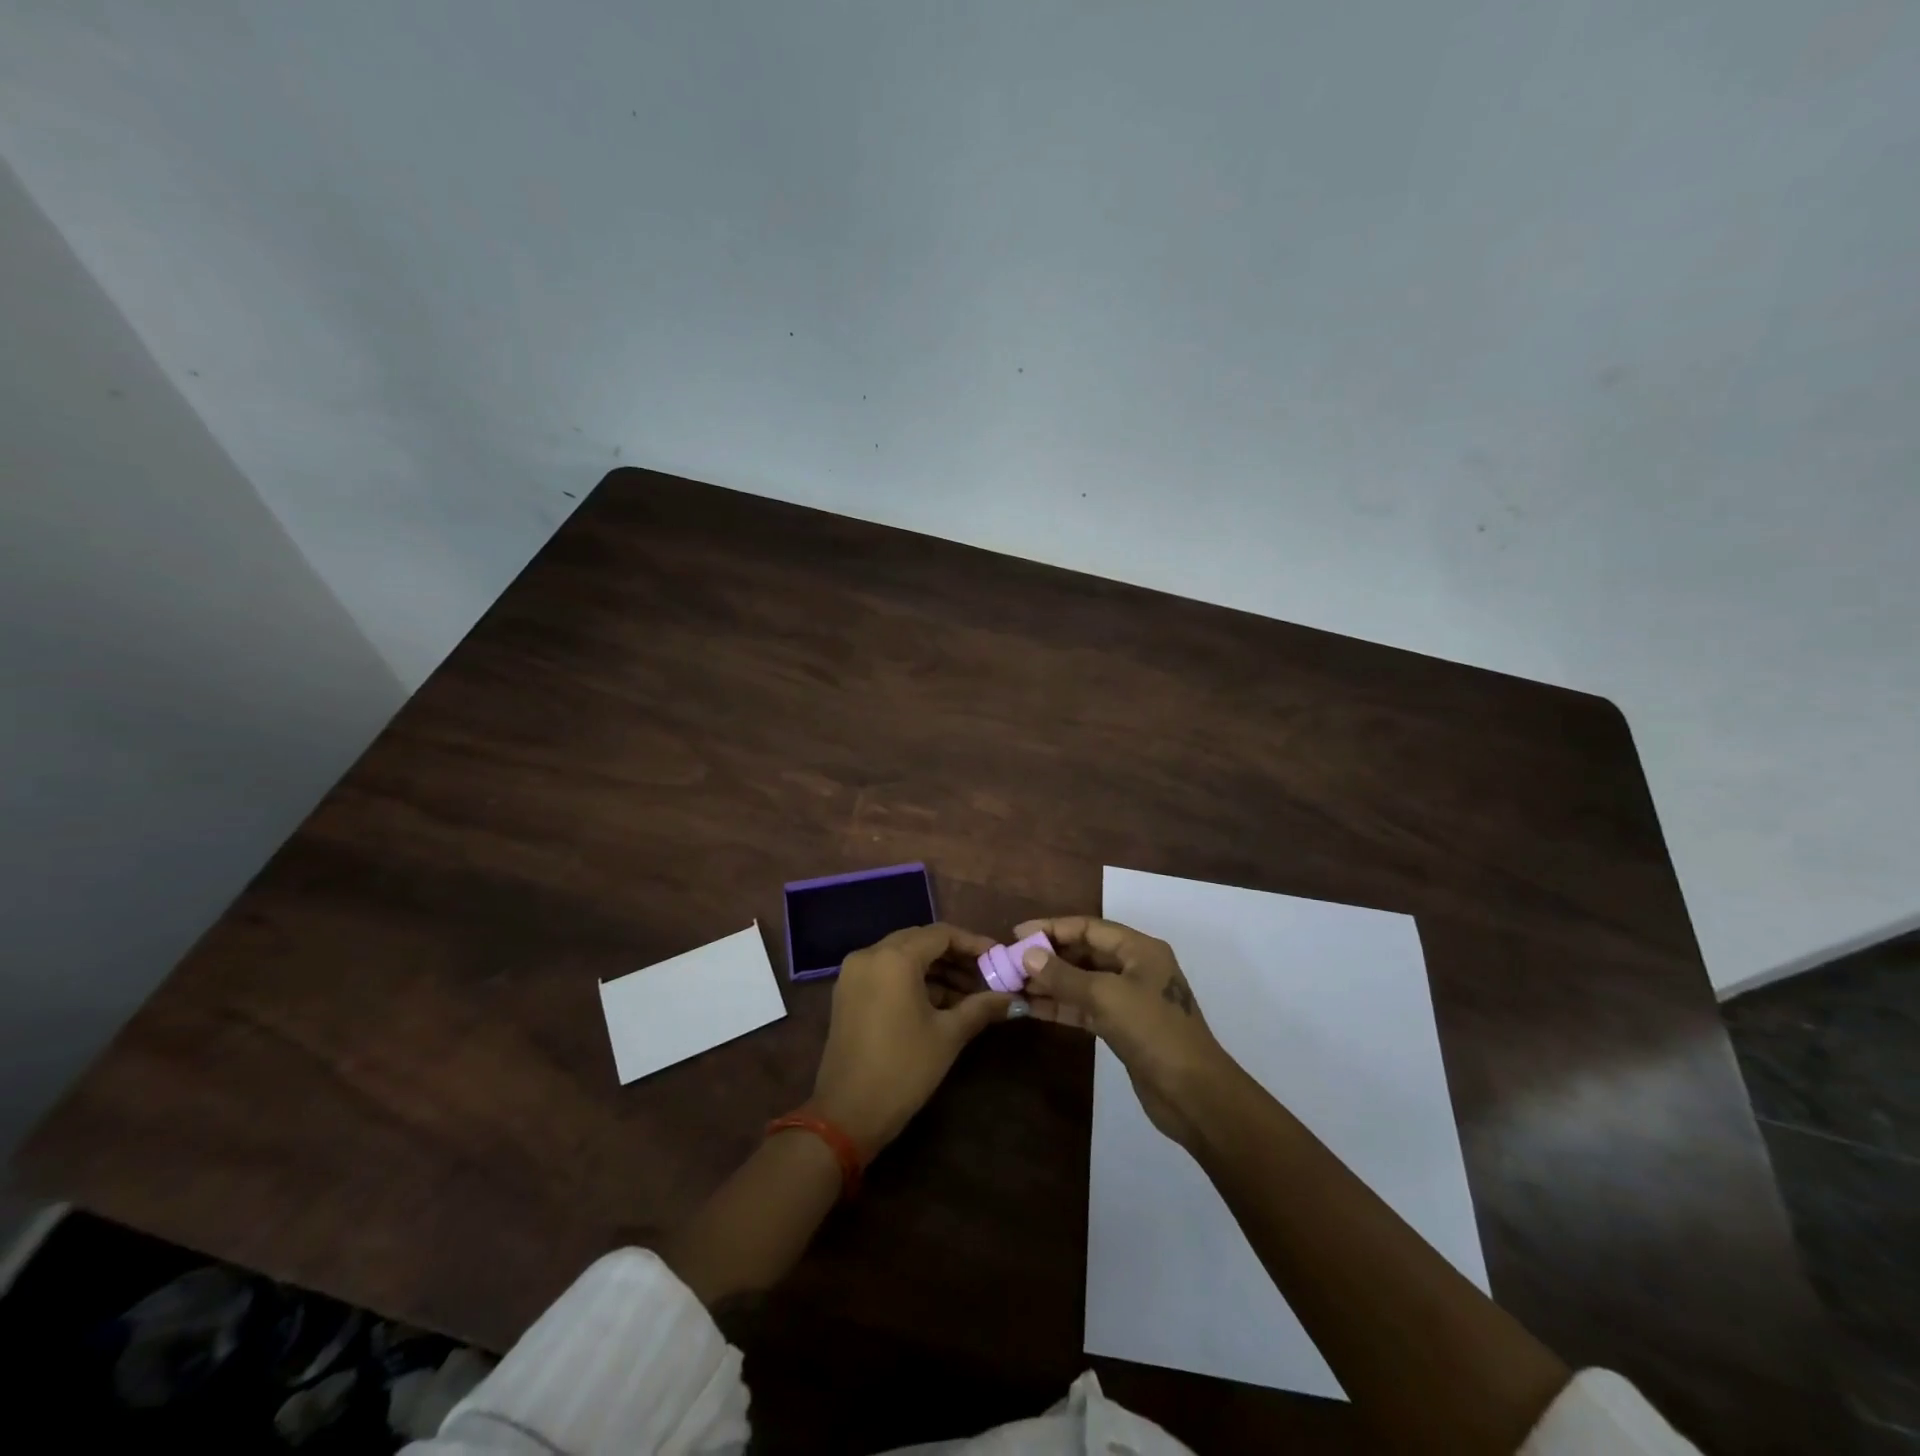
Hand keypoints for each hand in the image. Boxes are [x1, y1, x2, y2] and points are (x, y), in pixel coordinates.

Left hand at [807, 923, 1011, 1159]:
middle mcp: (870, 954)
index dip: (973, 943)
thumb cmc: (903, 1069)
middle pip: (920, 941)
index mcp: (894, 958)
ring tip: (969, 993)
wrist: (847, 1114)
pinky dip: (913, 980)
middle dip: (955, 956)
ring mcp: (854, 973)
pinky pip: (887, 972)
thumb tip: (1013, 998)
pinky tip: (940, 1002)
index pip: (941, 934)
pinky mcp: (848, 992)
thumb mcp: (948, 1035)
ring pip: (903, 956)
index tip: (998, 957)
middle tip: (986, 974)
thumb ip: (981, 1007)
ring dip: (936, 969)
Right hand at [1014, 915, 1233, 1145]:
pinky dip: (1061, 1006)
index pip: (1088, 927)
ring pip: (1082, 981)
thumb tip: (1028, 954)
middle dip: (1048, 956)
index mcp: (1139, 949)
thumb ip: (1064, 975)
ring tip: (1013, 984)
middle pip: (1084, 952)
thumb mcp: (1106, 997)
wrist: (1194, 1094)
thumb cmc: (1153, 1032)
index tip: (1017, 934)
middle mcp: (1135, 967)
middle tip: (1010, 962)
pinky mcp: (1123, 1027)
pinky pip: (1085, 1007)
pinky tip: (1032, 1008)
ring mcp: (1129, 999)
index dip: (1052, 928)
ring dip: (1050, 982)